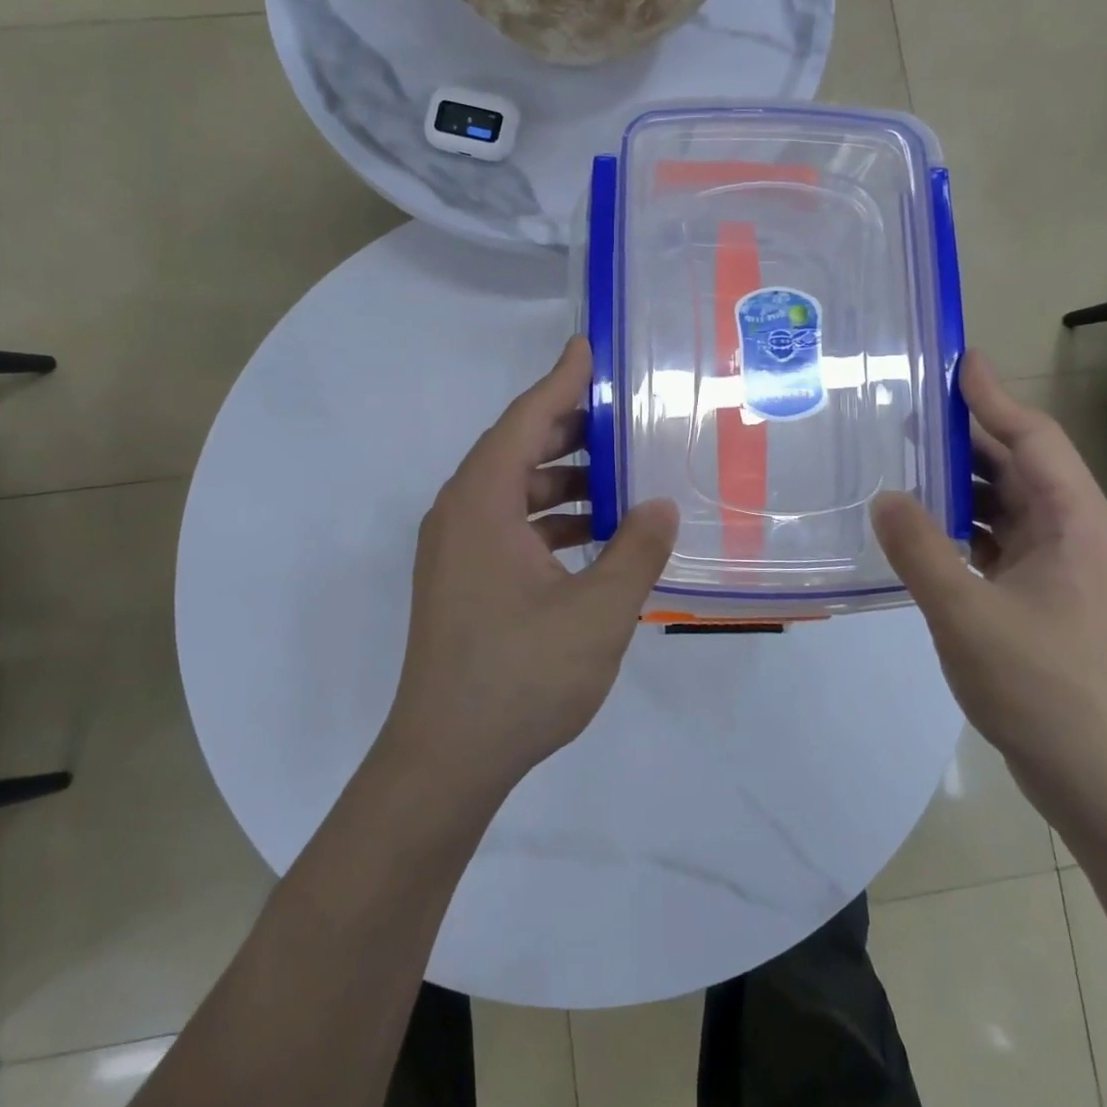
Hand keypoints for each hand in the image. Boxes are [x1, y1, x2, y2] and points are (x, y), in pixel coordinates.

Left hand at [380, 336, 678, 798]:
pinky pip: (508, 526)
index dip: (561, 380)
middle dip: (569, 428)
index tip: (588, 347)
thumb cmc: (521, 676)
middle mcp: (459, 514)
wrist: (447, 758)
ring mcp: (455, 550)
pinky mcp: (461, 581)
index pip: (525, 420)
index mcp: (481, 504)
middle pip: (515, 450)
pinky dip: (548, 519)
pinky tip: (593, 536)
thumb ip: (636, 550)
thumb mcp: (598, 611)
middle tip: (623, 413)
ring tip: (619, 475)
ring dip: (562, 479)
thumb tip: (660, 507)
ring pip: (513, 491)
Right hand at [872, 352, 1106, 832]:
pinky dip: (961, 522)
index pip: (1033, 437)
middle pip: (1019, 463)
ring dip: (960, 480)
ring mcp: (1061, 566)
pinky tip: (920, 525)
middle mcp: (1074, 532)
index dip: (993, 396)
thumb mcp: (966, 613)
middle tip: (906, 409)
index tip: (955, 359)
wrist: (1095, 775)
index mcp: (1075, 522)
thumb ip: (919, 549)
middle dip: (966, 434)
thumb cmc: (1041, 687)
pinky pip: (998, 537)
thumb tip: (883, 496)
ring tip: (902, 459)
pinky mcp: (1042, 594)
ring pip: (1007, 502)